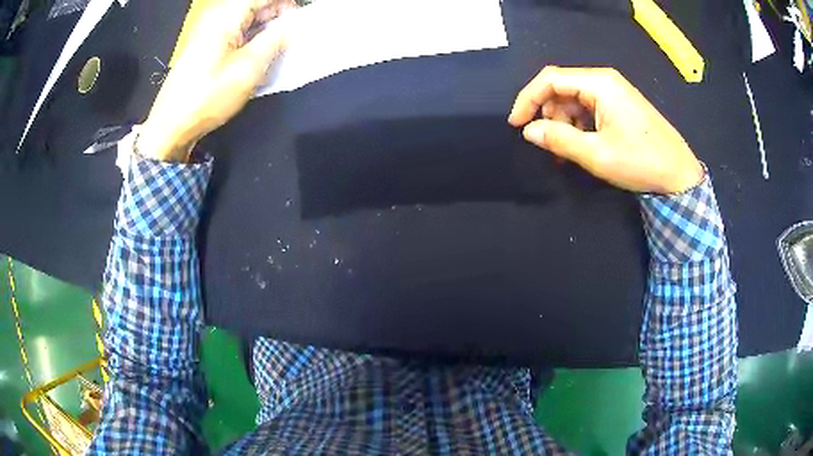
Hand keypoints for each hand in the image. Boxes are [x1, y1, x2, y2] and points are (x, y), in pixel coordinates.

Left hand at [138, 0, 293, 161]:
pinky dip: (253, 40)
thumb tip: (291, 26)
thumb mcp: (248, 69)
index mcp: (226, 18)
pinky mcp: (206, 50)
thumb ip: (274, 41)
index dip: (286, 4)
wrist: (170, 126)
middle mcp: (217, 20)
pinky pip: (236, 35)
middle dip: (278, 15)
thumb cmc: (208, 97)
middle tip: (295, 34)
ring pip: (246, 21)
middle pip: (255, 6)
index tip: (302, 18)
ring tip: (282, 45)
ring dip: (267, 29)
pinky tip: (261, 54)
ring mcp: (209, 35)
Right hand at [508, 67, 702, 193]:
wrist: (679, 174)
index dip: (528, 99)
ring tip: (568, 152)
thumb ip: (560, 140)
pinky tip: (582, 146)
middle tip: (549, 145)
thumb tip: (529, 131)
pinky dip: (579, 126)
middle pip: (561, 87)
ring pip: (573, 99)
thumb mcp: (597, 154)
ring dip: (564, 123)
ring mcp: (613, 92)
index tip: (516, 124)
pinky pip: (588, 108)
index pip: (550, 79)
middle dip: (549, 114)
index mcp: (599, 83)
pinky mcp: (619, 105)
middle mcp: (604, 81)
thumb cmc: (640, 162)